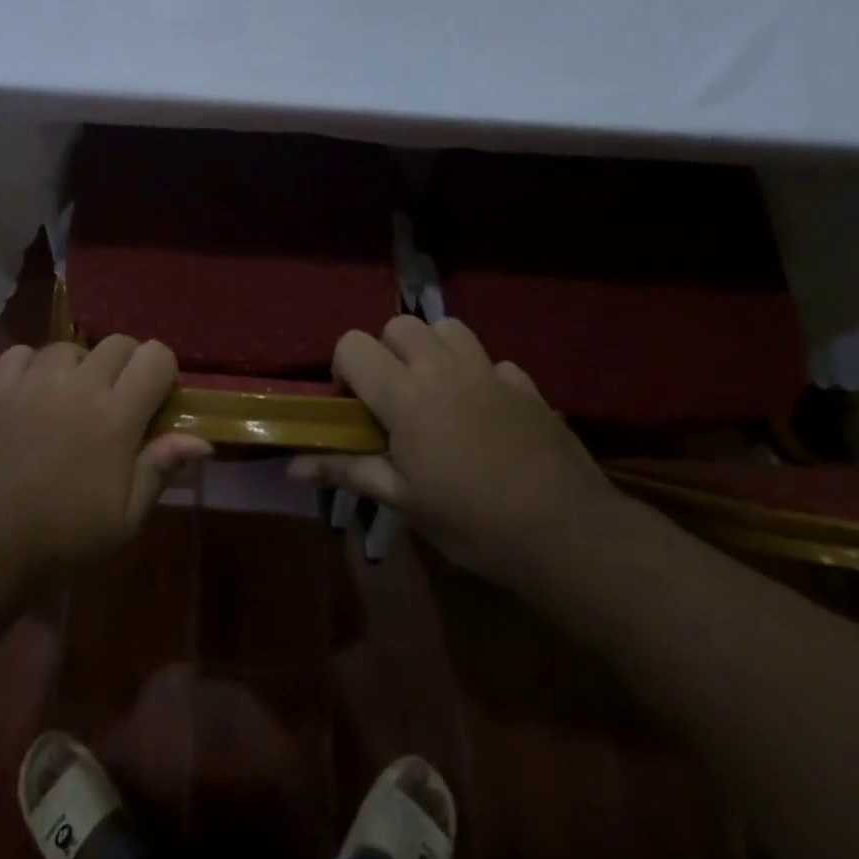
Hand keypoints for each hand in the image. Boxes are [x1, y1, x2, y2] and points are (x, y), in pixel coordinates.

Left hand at [0, 337, 210, 582]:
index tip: (156, 400)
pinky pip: (22, 353)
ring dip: (80, 366)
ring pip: (70, 346)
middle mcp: (78, 386)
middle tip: (117, 402)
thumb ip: (160, 469)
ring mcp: (33, 382)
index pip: (155, 356)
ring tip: (72, 398)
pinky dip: (33, 366)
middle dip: (127, 365)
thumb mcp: (124, 519)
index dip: (163, 372)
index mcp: (116, 416)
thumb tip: (202, 440)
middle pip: (118, 343)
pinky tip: (33, 393)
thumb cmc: (61, 538)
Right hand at [292, 315, 617, 580]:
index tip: (354, 408)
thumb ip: (347, 471)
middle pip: (398, 325)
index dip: (344, 370)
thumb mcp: (402, 500)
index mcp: (405, 395)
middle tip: (393, 399)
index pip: (352, 345)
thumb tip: (293, 466)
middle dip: (385, 352)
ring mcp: (489, 371)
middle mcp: (443, 369)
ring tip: (435, 393)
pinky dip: (478, 375)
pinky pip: (491, 360)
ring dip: (431, 351)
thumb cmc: (472, 521)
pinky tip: (483, 413)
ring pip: (447, 328)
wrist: (566, 533)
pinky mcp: (525, 384)